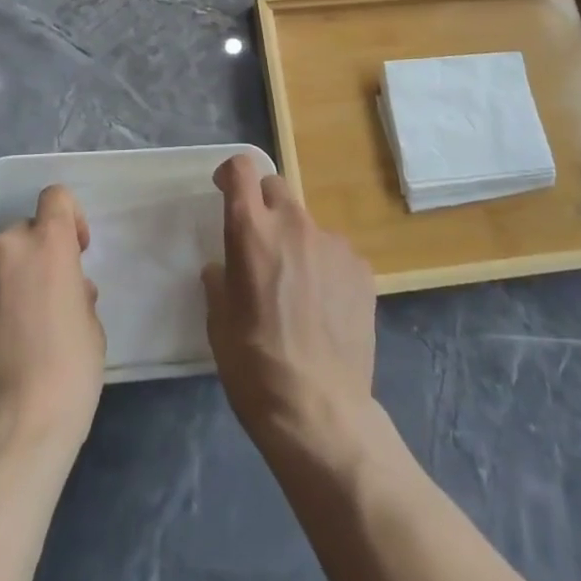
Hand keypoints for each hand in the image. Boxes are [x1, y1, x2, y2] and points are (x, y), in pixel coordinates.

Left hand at [0, 185, 104, 462]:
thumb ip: (75, 294)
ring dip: (3, 284)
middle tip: (43, 301)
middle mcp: (4, 250)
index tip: (75, 250)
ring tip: (10, 331)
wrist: (10, 434)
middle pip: (21, 234)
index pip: (55, 198)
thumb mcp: (90, 328)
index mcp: (46, 244)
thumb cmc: (68, 375)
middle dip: (33, 258)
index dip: (68, 218)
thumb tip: (64, 293)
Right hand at [202, 154, 377, 453]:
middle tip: (260, 245)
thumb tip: (224, 268)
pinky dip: (325, 268)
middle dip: (264, 206)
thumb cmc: (255, 366)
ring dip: (297, 242)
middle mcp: (294, 224)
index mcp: (252, 231)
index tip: (226, 190)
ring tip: (297, 290)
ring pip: (307, 225)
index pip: (241, 169)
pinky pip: (335, 254)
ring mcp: (333, 244)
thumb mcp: (219, 323)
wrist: (320, 411)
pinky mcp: (362, 268)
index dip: (231, 173)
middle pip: (276, 188)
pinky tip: (325, 308)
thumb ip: (220, 281)